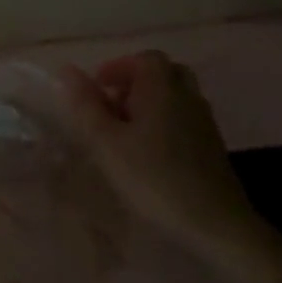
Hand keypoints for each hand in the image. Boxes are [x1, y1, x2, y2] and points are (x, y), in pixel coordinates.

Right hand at [60, 51, 273, 264]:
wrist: (215, 223)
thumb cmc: (153, 177)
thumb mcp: (107, 142)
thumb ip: (86, 105)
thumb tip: (66, 69)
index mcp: (162, 88)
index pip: (143, 59)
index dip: (117, 68)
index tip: (97, 87)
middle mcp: (187, 96)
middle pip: (163, 74)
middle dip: (135, 83)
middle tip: (112, 106)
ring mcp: (203, 121)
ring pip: (175, 97)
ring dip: (149, 103)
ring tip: (125, 132)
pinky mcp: (211, 146)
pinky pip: (184, 119)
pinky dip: (164, 123)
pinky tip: (148, 153)